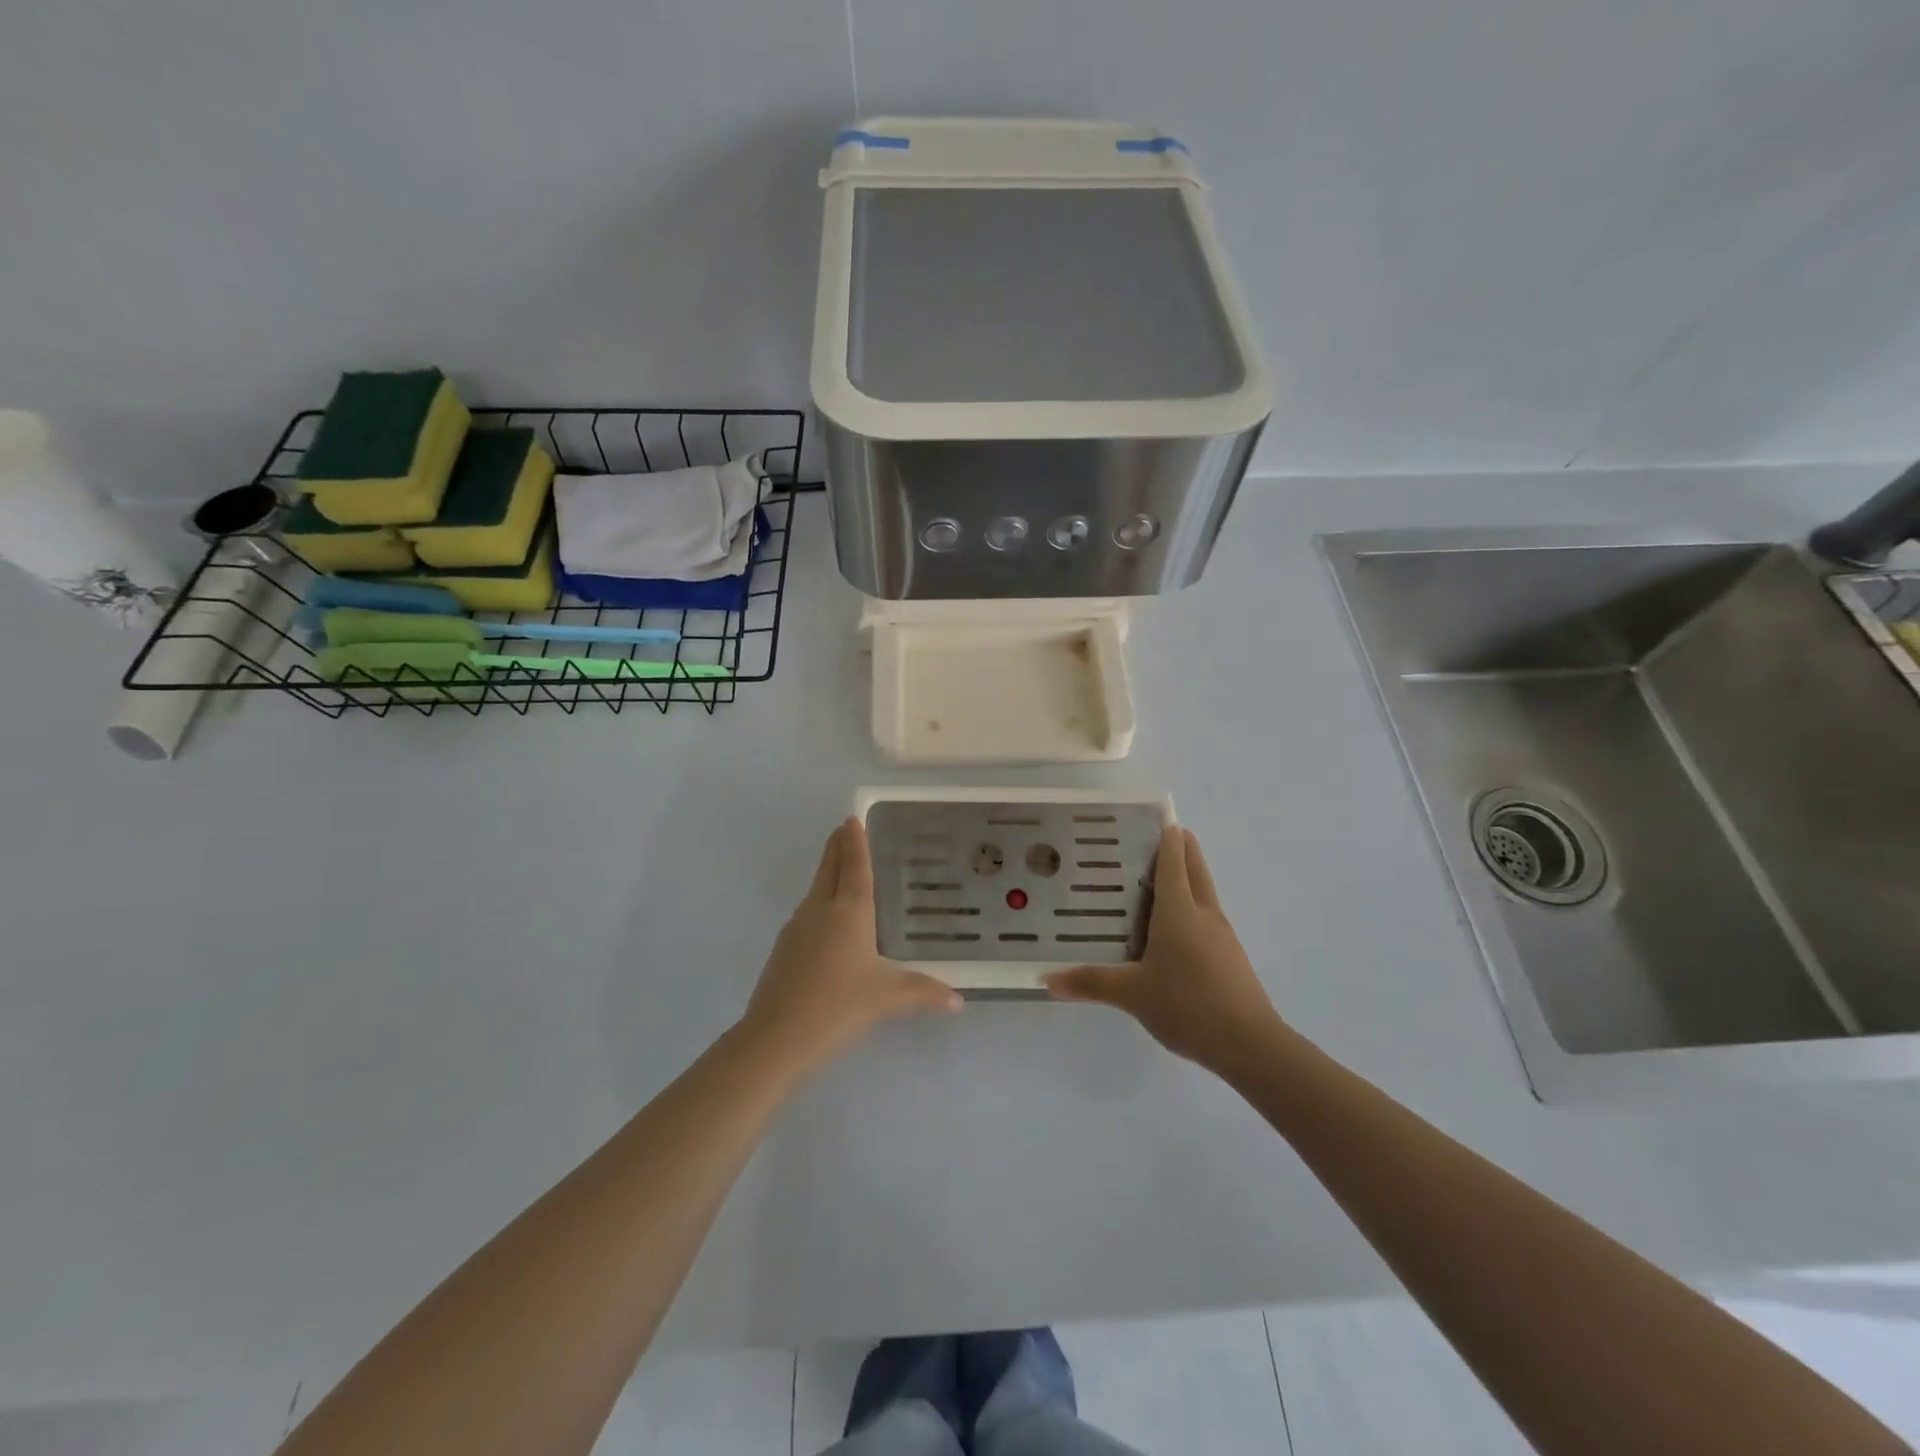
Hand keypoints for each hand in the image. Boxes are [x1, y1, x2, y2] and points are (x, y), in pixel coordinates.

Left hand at [741, 818, 961, 1071]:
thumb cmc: (838, 1006)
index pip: (854, 865)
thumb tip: (958, 1001)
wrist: (776, 1037)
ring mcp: (797, 928)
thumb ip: (924, 993)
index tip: (851, 818)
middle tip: (844, 829)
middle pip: (828, 868)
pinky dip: (819, 903)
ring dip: (827, 873)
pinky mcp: (783, 949)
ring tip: (841, 871)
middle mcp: (820, 909)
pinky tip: (827, 923)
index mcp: (849, 910)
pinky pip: (807, 914)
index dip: (855, 841)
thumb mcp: (888, 998)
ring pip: (815, 890)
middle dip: (837, 847)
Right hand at [1045, 826, 1283, 1076]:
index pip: (1173, 861)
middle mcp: (1203, 914)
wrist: (1250, 1045)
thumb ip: (1091, 983)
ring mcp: (1222, 935)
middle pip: (1195, 868)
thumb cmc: (1188, 1005)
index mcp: (1179, 911)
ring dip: (1187, 877)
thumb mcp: (1132, 995)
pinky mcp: (1231, 956)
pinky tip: (1175, 929)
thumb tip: (1046, 979)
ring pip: (1204, 892)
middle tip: (1159, 836)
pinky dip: (1192, 908)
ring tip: (1158, 880)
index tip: (1157, 817)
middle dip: (1182, 847)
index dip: (1167, 836)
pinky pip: (1208, 918)